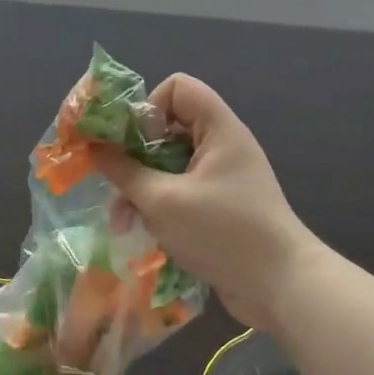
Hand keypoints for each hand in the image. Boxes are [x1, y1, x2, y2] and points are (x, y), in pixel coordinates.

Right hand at [92, 75, 319, 330]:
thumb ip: (124, 171)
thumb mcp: (162, 201)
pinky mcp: (219, 207)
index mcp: (218, 129)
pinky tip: (143, 233)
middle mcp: (222, 146)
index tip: (130, 143)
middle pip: (168, 129)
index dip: (149, 107)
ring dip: (142, 188)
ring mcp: (222, 177)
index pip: (178, 88)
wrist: (280, 286)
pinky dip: (159, 206)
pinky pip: (180, 191)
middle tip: (114, 183)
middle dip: (135, 156)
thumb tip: (94, 148)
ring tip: (122, 222)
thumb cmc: (222, 232)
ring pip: (169, 165)